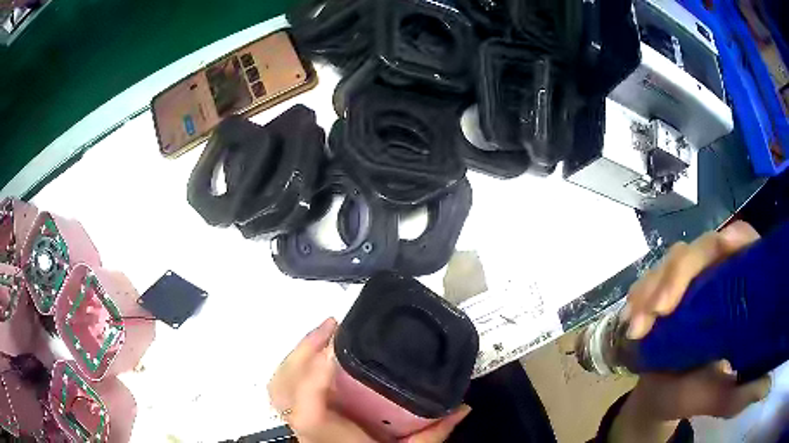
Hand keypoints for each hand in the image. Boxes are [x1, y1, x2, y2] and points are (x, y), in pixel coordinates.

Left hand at [268, 318, 470, 442]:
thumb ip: (433, 433)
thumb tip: (464, 407)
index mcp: (326, 436)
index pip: (306, 410)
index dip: (314, 374)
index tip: (336, 343)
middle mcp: (303, 428)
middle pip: (283, 385)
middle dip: (303, 349)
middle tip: (334, 325)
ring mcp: (295, 422)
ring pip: (279, 382)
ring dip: (298, 352)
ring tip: (325, 332)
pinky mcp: (296, 417)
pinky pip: (284, 386)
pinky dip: (296, 365)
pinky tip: (318, 357)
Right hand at [611, 221, 771, 441]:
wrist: (656, 396)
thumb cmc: (691, 396)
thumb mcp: (715, 399)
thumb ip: (735, 396)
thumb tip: (756, 391)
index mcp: (738, 295)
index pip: (746, 248)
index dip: (739, 240)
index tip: (726, 246)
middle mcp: (716, 277)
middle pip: (705, 247)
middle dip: (680, 272)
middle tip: (659, 309)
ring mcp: (689, 280)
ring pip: (676, 258)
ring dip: (654, 286)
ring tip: (637, 328)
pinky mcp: (665, 286)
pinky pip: (651, 276)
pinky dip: (640, 294)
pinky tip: (630, 318)